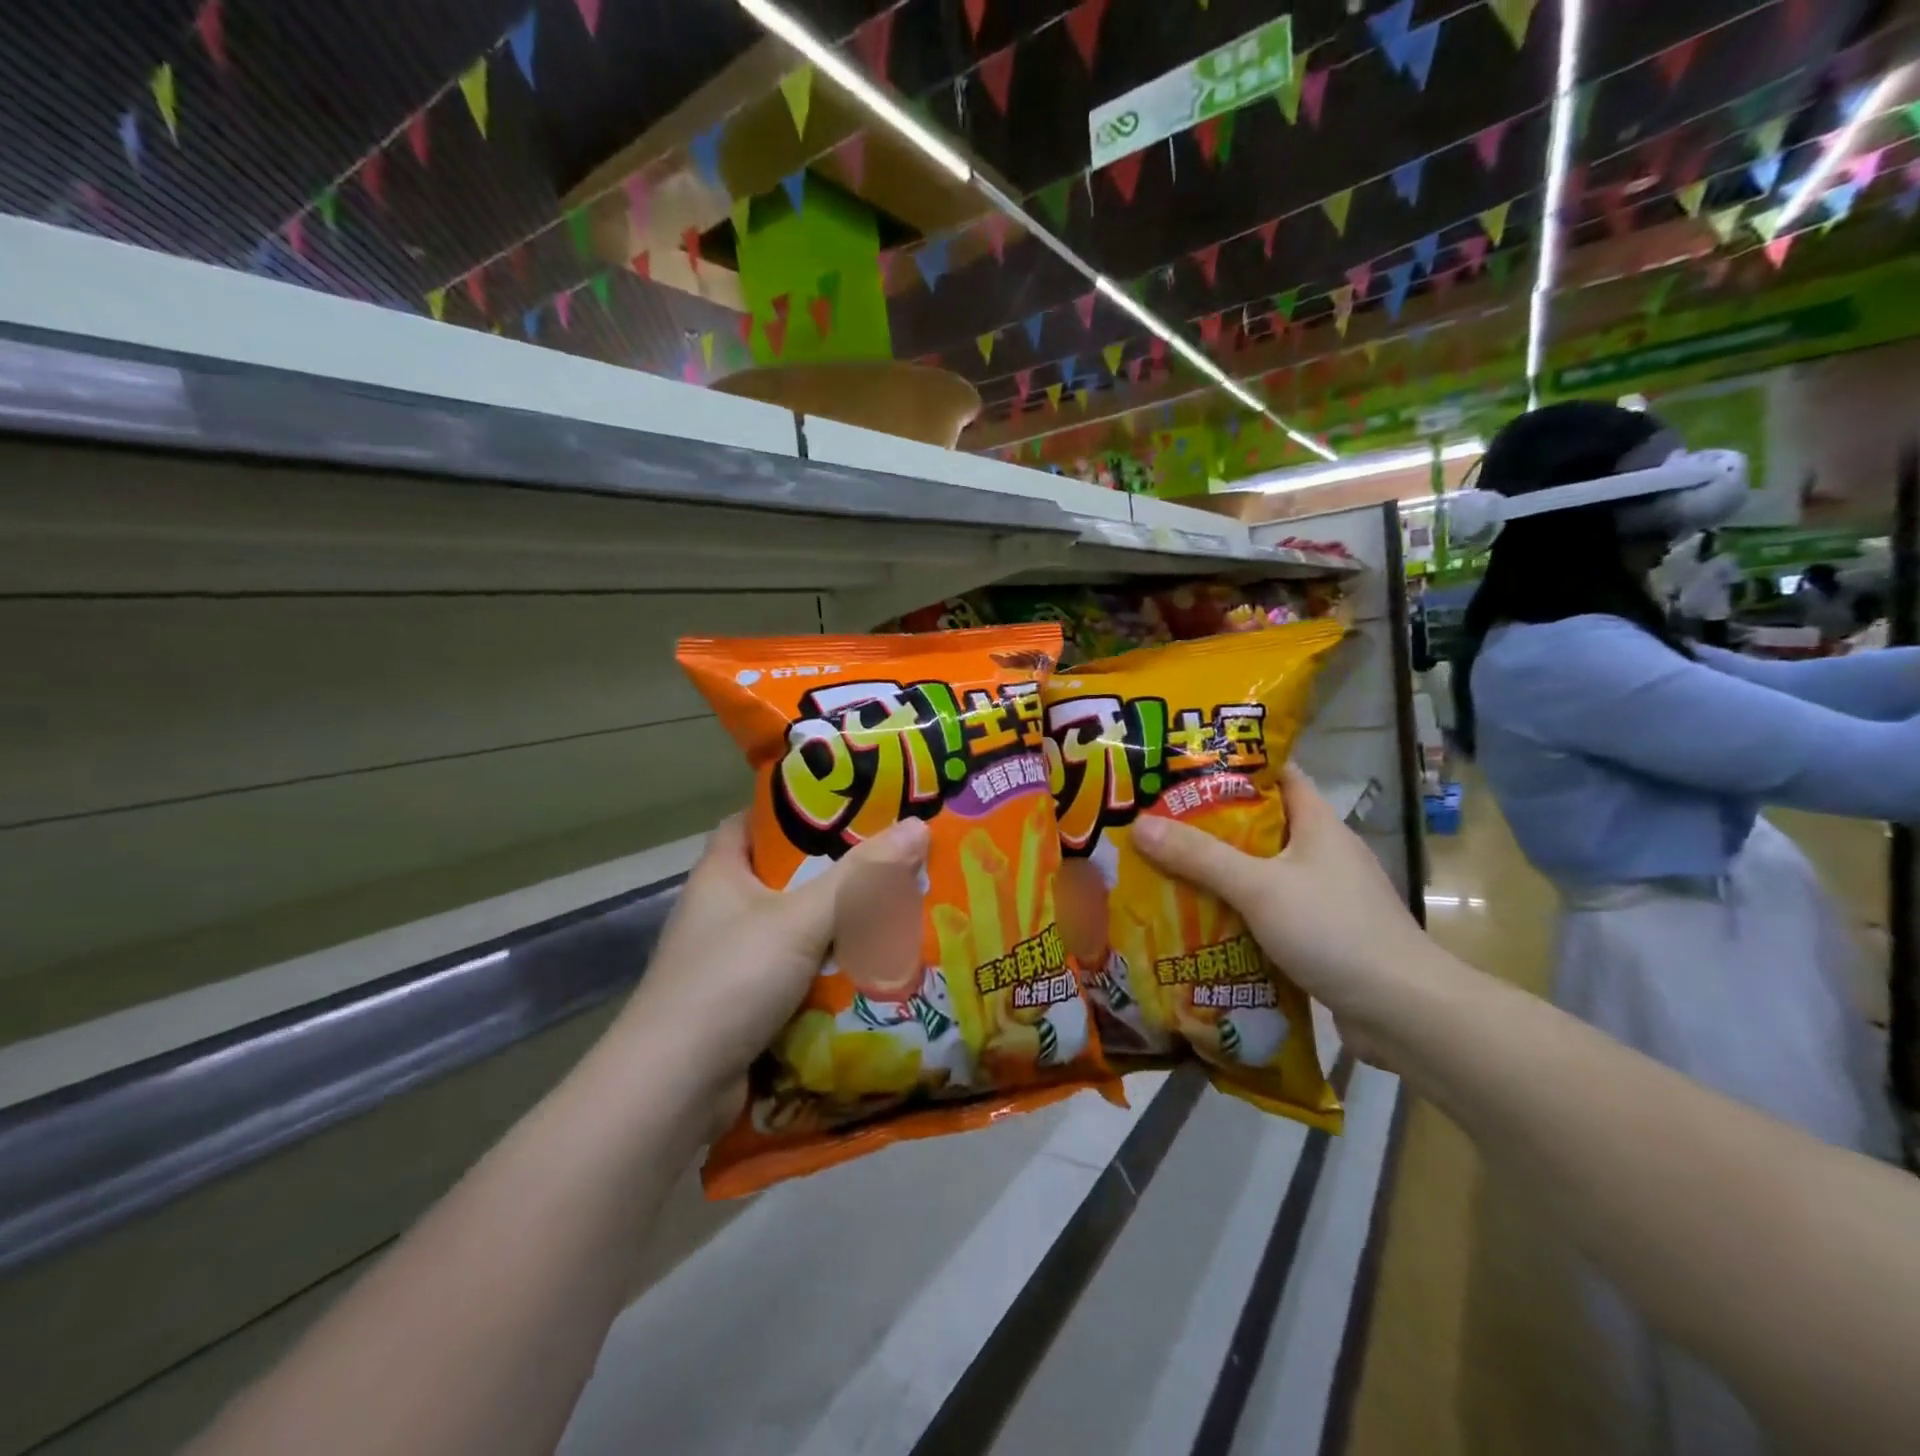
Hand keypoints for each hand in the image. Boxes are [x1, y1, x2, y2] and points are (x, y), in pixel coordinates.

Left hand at [616, 814, 930, 1103]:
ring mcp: (733, 961)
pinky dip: (831, 971)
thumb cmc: (731, 980)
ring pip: (798, 929)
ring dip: (840, 926)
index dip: (797, 810)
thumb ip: (861, 877)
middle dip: (837, 872)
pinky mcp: (746, 1005)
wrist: (675, 1090)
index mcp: (722, 873)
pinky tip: (875, 967)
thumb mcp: (800, 919)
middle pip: (786, 877)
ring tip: (899, 908)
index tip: (848, 807)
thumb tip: (919, 827)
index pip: (755, 822)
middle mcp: (723, 911)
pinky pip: (799, 974)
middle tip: (893, 859)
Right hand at [1131, 766, 1425, 1064]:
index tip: (1186, 765)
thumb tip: (1139, 826)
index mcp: (1319, 824)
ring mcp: (1326, 895)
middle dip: (1213, 821)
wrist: (1405, 1012)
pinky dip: (1238, 909)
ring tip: (1167, 866)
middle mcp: (1324, 852)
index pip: (1279, 775)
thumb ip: (1200, 857)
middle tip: (1159, 819)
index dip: (1235, 764)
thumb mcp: (1259, 887)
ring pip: (1264, 870)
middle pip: (1263, 824)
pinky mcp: (1323, 934)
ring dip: (1222, 870)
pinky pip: (1270, 909)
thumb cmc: (1335, 931)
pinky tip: (1201, 918)